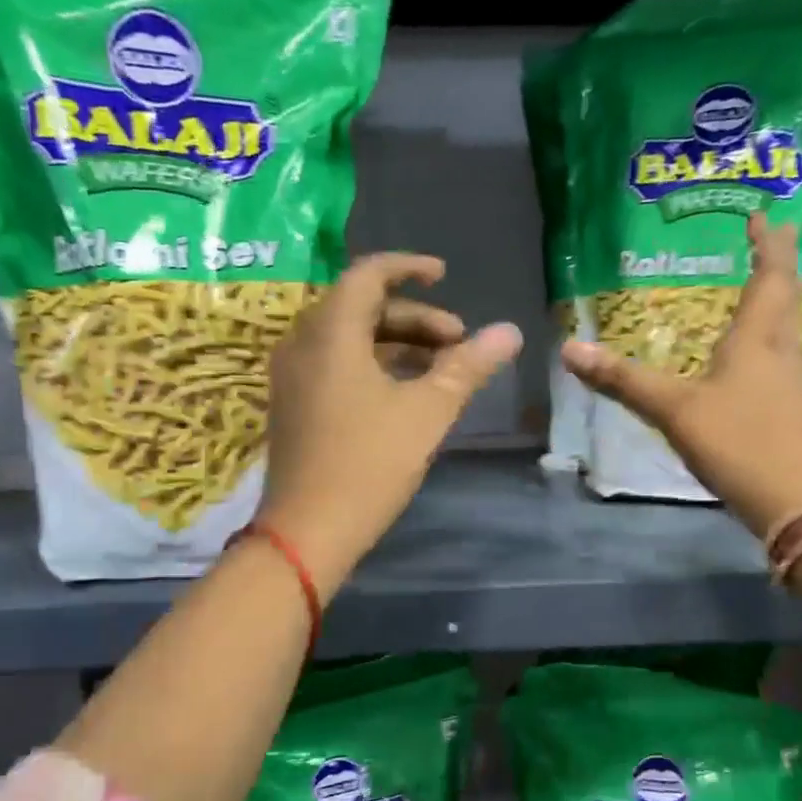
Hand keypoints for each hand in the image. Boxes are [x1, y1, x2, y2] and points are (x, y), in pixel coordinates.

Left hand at [260, 254, 521, 593]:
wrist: (307, 532)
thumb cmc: (369, 464)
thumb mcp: (427, 412)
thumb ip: (468, 367)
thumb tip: (510, 332)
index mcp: (330, 332)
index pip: (368, 274)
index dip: (409, 268)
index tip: (445, 275)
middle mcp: (302, 343)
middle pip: (359, 307)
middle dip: (413, 317)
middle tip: (457, 341)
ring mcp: (291, 376)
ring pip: (347, 339)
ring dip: (395, 343)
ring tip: (439, 368)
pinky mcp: (292, 405)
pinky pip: (333, 365)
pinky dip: (371, 365)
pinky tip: (403, 394)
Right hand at [563, 217, 801, 537]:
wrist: (793, 500)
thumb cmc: (737, 442)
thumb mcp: (673, 410)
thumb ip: (623, 381)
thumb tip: (570, 350)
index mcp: (757, 338)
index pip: (770, 275)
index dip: (769, 243)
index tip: (765, 215)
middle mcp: (780, 350)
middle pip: (784, 295)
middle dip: (776, 264)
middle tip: (769, 237)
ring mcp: (789, 380)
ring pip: (785, 325)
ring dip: (774, 299)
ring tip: (758, 286)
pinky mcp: (788, 408)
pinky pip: (777, 355)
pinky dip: (766, 337)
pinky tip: (750, 353)